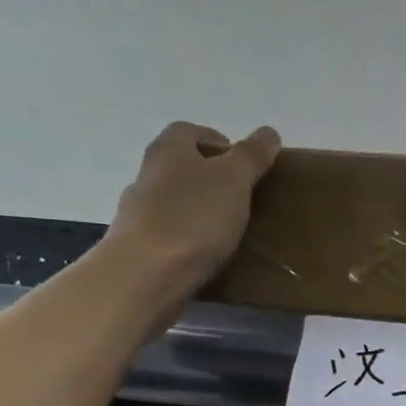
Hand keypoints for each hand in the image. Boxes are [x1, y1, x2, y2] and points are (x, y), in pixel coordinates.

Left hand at [104, 121, 280, 294]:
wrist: (146, 274)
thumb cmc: (194, 218)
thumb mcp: (234, 180)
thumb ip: (252, 155)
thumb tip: (268, 132)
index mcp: (168, 150)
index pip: (189, 131)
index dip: (217, 141)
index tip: (242, 164)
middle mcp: (147, 175)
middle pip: (179, 166)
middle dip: (208, 177)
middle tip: (241, 197)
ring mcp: (137, 212)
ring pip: (172, 201)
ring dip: (196, 210)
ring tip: (226, 231)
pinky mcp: (138, 246)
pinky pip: (168, 234)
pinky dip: (186, 239)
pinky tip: (206, 255)